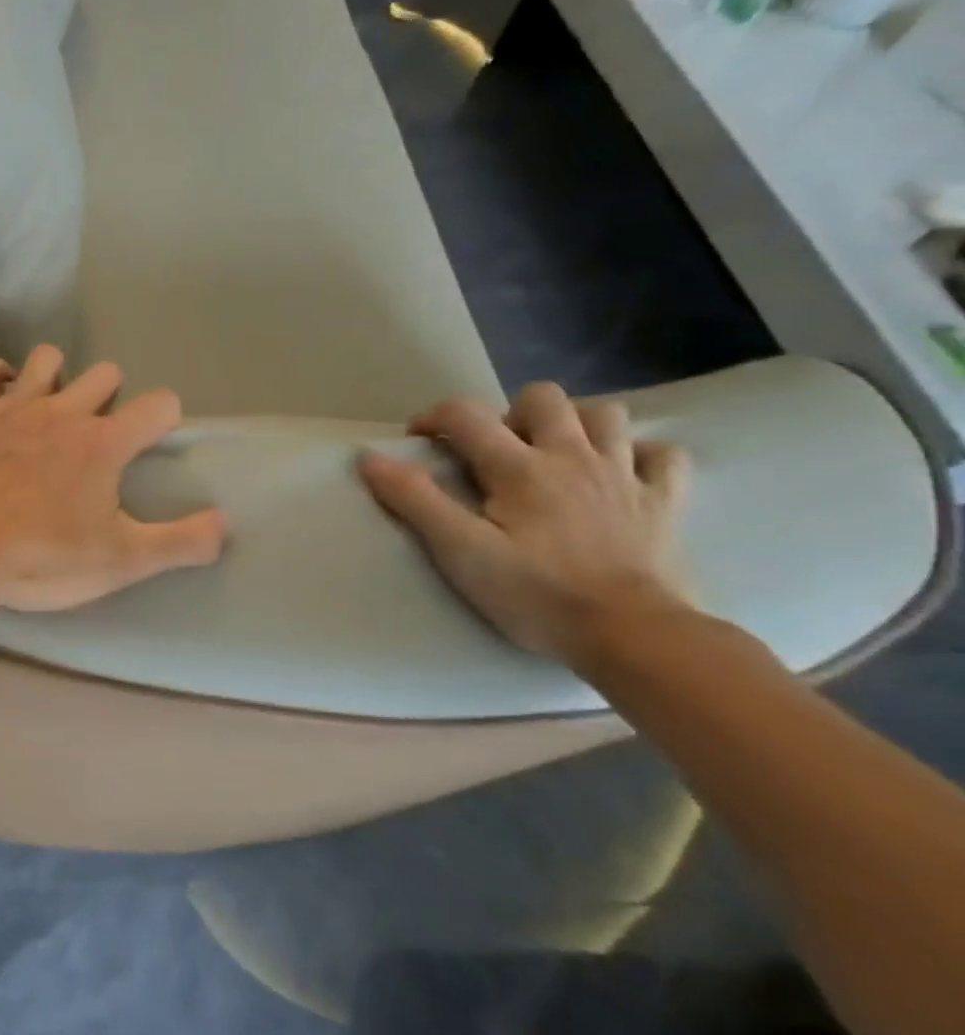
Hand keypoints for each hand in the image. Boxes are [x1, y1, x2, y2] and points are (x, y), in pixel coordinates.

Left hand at [0, 346, 227, 612]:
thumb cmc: (43, 557)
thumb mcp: (122, 561)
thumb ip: (180, 542)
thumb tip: (226, 525)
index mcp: (105, 442)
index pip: (159, 404)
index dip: (164, 418)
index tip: (152, 442)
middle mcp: (65, 411)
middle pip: (106, 373)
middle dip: (110, 395)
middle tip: (97, 435)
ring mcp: (15, 406)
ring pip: (47, 358)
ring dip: (55, 376)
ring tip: (49, 408)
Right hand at [358, 381, 692, 665]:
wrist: (635, 636)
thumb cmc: (537, 595)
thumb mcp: (460, 552)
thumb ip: (415, 500)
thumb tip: (370, 458)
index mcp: (519, 467)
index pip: (466, 415)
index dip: (434, 418)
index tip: (418, 440)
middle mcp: (573, 456)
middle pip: (542, 398)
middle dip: (510, 413)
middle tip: (496, 452)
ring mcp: (625, 475)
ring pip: (607, 414)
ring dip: (576, 423)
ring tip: (554, 453)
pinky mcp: (665, 502)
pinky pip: (664, 456)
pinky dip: (640, 455)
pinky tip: (620, 474)